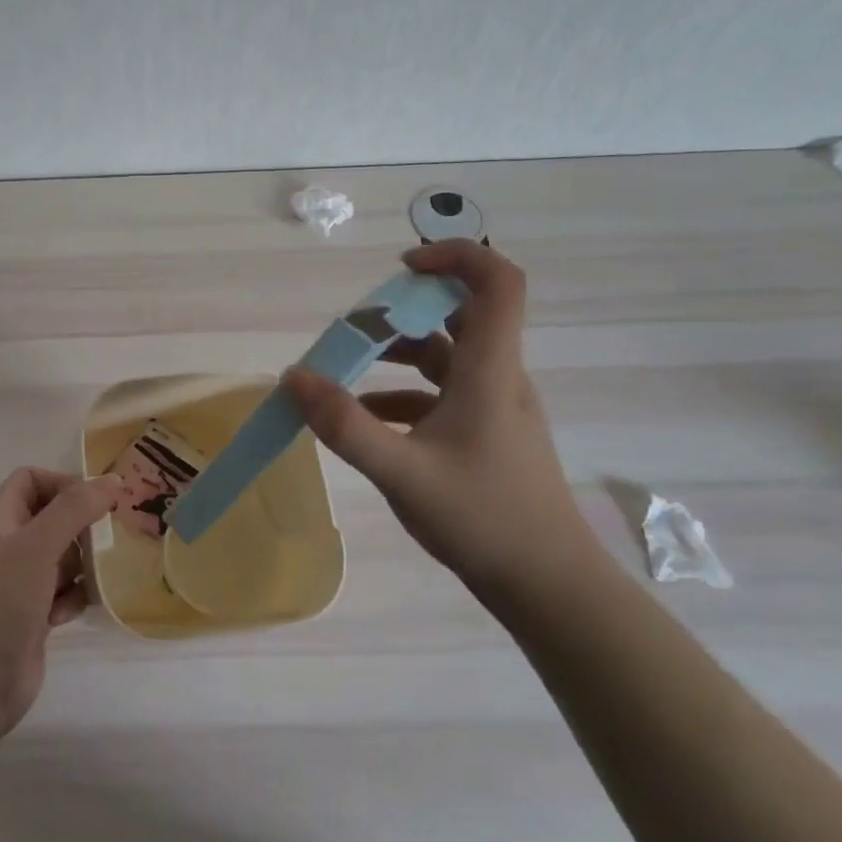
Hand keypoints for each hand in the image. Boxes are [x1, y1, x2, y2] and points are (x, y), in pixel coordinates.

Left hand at [0, 468, 121, 736]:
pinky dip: (76, 597)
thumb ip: (74, 509)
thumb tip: (113, 479)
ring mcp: (21, 586)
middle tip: (114, 533)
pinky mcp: (34, 619)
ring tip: (104, 572)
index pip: (30, 480)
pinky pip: (65, 594)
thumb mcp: (36, 547)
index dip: (61, 482)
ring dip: (85, 562)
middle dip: (83, 524)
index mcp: (1, 522)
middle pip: (52, 518)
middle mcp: (10, 548)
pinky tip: (78, 610)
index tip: (96, 500)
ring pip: (63, 558)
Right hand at [282, 240, 597, 598]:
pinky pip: (442, 394)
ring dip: (399, 352)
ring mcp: (494, 407)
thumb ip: (345, 425)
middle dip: (405, 309)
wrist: (547, 586)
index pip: (498, 282)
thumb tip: (294, 377)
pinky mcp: (486, 434)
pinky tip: (366, 419)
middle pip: (462, 313)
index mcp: (489, 372)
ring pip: (447, 355)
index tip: (402, 267)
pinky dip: (403, 394)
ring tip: (346, 368)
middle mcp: (497, 378)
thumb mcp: (402, 472)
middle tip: (357, 326)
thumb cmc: (483, 519)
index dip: (456, 255)